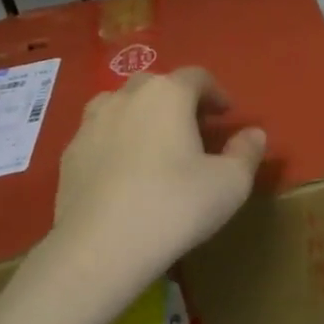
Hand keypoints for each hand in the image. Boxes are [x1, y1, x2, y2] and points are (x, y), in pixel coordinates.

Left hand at [52, 67, 265, 292]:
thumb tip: (254, 134)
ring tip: (154, 143)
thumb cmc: (175, 206)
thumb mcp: (230, 184)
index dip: (216, 92)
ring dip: (142, 114)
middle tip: (193, 128)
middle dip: (178, 100)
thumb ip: (247, 152)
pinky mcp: (69, 153)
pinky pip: (99, 134)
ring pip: (121, 104)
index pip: (197, 76)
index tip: (226, 115)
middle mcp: (126, 97)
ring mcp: (91, 123)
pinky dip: (115, 141)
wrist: (100, 246)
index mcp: (168, 94)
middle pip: (156, 84)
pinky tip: (123, 171)